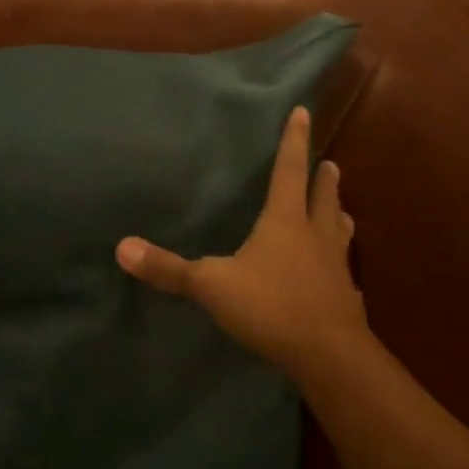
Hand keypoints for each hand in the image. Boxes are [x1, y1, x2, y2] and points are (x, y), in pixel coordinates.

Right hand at [116, 106, 372, 379]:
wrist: (329, 356)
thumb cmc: (270, 307)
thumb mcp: (211, 286)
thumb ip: (168, 268)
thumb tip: (121, 247)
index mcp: (285, 222)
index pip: (288, 171)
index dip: (293, 142)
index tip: (303, 112)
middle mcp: (315, 237)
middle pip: (322, 197)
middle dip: (323, 179)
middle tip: (329, 164)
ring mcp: (336, 268)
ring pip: (340, 231)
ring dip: (337, 214)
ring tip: (339, 208)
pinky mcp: (346, 298)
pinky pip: (344, 273)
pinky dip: (340, 265)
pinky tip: (340, 276)